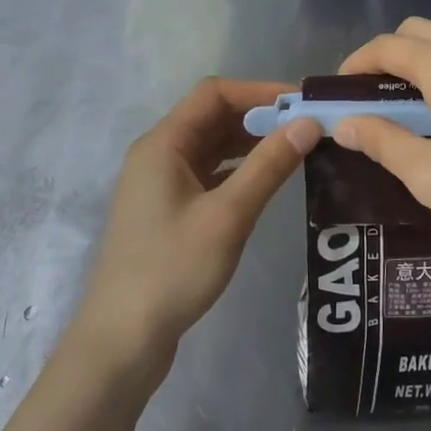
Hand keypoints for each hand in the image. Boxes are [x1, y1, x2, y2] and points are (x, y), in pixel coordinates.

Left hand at [73, 78, 321, 374]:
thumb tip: (308, 124)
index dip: (260, 91)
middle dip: (260, 117)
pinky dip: (238, 170)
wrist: (122, 339)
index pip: (215, 94)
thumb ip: (269, 166)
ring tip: (297, 151)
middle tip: (308, 129)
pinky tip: (267, 182)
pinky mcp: (168, 211)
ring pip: (212, 147)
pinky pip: (208, 174)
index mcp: (163, 144)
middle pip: (213, 117)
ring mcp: (161, 184)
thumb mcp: (228, 215)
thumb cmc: (173, 269)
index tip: (303, 103)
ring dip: (251, 144)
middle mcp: (158, 155)